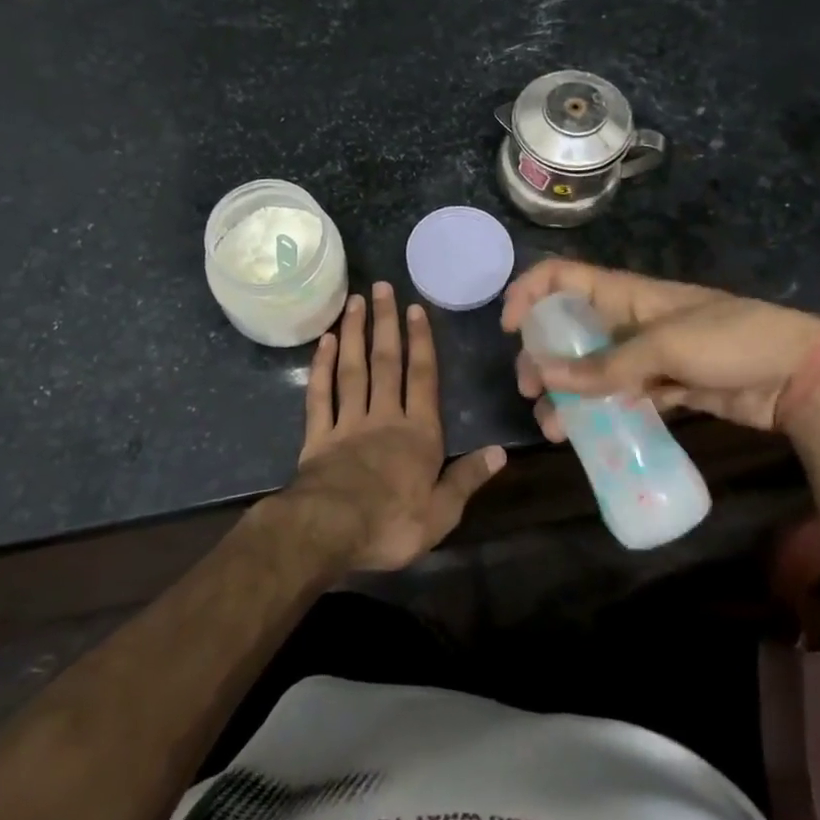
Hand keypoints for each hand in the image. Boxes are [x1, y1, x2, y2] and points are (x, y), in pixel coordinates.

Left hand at [278, 282, 506, 571]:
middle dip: (385, 324)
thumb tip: (501, 452)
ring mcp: (347, 423)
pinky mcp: (318, 436)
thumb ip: (468, 478)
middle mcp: (384, 417)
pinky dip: (320, 368)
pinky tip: (324, 343)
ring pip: (352, 370)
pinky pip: (320, 395)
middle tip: (380, 288)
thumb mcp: (442, 512)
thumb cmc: (392, 524)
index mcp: (418, 434)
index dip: (421, 342)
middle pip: (386, 363)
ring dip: (354, 334)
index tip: (414, 308)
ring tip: (354, 302)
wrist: (330, 531)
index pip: (422, 378)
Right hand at [500, 259, 819, 435]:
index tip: (511, 327)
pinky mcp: (667, 388)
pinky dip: (601, 413)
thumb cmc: (731, 340)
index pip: (564, 277)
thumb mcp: (665, 347)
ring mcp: (648, 356)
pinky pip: (621, 397)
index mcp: (627, 294)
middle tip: (530, 387)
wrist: (801, 377)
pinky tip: (585, 435)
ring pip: (593, 369)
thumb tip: (544, 372)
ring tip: (551, 426)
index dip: (531, 292)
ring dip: (567, 392)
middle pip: (571, 329)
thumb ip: (604, 365)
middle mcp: (630, 320)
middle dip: (543, 354)